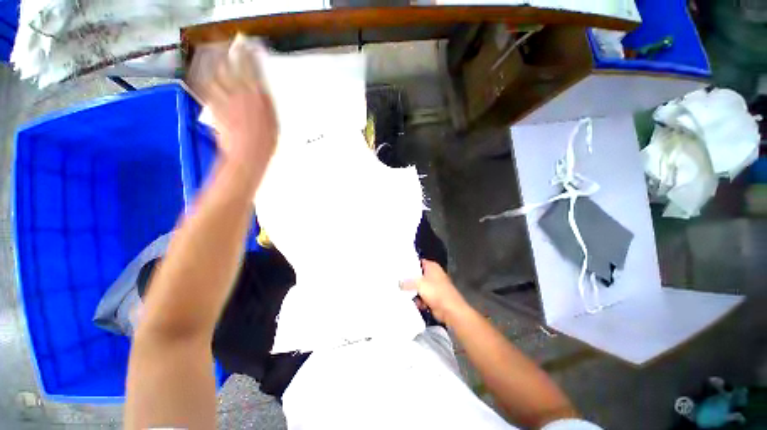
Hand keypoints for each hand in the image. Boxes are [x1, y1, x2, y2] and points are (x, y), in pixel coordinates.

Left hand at [201, 39, 277, 182]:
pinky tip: (202, 69)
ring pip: (217, 71)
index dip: (250, 54)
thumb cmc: (264, 143)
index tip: (249, 46)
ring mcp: (226, 97)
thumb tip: (261, 90)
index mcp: (261, 97)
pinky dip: (203, 74)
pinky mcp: (214, 105)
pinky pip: (205, 85)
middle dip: (231, 51)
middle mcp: (243, 93)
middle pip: (234, 65)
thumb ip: (266, 103)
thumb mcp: (274, 122)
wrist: (247, 154)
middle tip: (230, 44)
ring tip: (214, 52)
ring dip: (215, 59)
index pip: (254, 69)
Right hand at [401, 260, 469, 325]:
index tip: (398, 268)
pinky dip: (418, 300)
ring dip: (413, 292)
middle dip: (409, 280)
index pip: (417, 262)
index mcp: (432, 267)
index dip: (408, 265)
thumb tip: (399, 283)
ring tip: (402, 293)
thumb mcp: (419, 284)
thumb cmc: (436, 292)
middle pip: (417, 275)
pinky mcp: (433, 298)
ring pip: (419, 287)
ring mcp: (434, 287)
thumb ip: (407, 282)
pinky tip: (412, 302)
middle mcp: (433, 274)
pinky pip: (422, 296)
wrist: (451, 311)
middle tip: (397, 282)